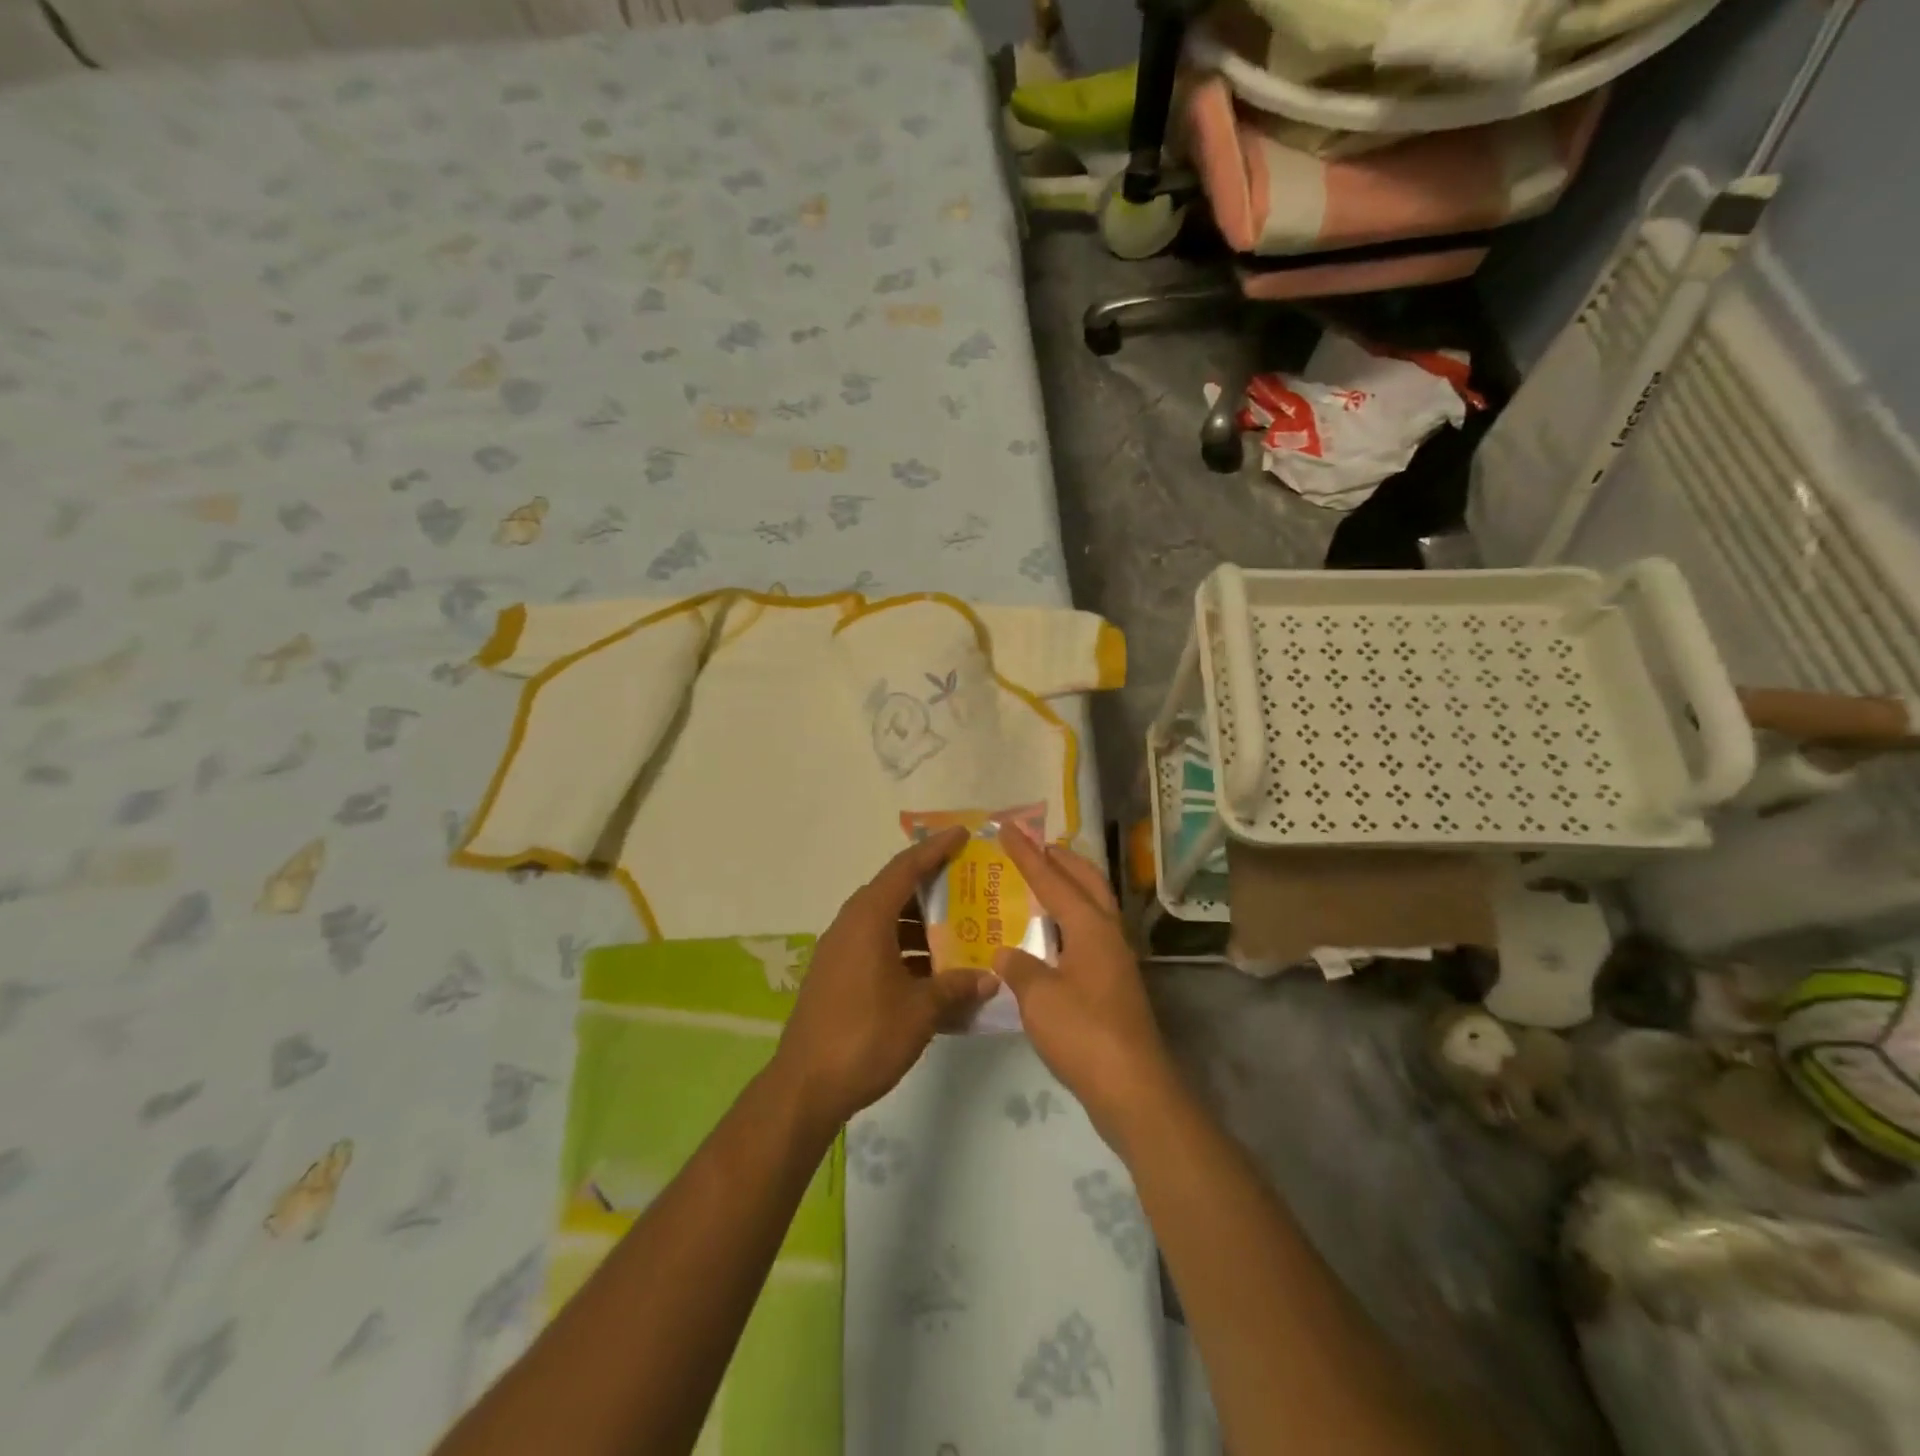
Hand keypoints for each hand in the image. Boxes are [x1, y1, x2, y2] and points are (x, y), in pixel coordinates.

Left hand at [774, 827, 997, 1129]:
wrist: (805, 1086)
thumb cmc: (865, 1036)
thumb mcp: (920, 1011)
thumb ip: (957, 987)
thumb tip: (990, 979)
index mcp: (868, 919)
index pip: (905, 868)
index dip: (935, 849)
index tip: (962, 835)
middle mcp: (850, 925)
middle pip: (895, 892)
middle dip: (932, 888)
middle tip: (969, 886)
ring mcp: (839, 951)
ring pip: (885, 922)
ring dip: (919, 925)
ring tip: (958, 931)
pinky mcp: (836, 975)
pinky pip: (876, 946)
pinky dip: (903, 949)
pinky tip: (931, 973)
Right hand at [994, 827, 1175, 1150]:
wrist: (1133, 1087)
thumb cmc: (1083, 1033)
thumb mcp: (1038, 997)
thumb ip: (1018, 967)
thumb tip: (1004, 952)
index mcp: (1090, 926)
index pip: (1053, 879)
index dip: (1027, 854)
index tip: (1008, 829)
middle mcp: (1108, 933)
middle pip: (1087, 882)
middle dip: (1063, 859)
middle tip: (1037, 845)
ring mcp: (1116, 959)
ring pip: (1094, 907)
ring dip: (1071, 888)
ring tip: (1043, 882)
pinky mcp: (1115, 984)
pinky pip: (1090, 934)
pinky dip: (1071, 921)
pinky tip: (1050, 938)